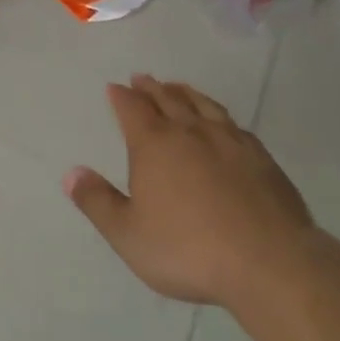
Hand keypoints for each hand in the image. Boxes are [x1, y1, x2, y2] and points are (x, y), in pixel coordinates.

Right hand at [64, 75, 312, 308]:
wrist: (269, 262)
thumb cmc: (189, 249)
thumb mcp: (129, 234)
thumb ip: (98, 202)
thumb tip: (70, 173)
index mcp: (154, 144)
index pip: (132, 108)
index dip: (121, 96)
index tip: (115, 87)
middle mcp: (190, 131)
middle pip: (167, 99)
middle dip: (151, 88)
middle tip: (142, 78)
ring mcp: (229, 141)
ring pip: (202, 105)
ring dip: (185, 93)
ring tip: (176, 87)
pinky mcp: (260, 157)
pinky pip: (233, 124)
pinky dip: (219, 114)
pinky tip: (222, 122)